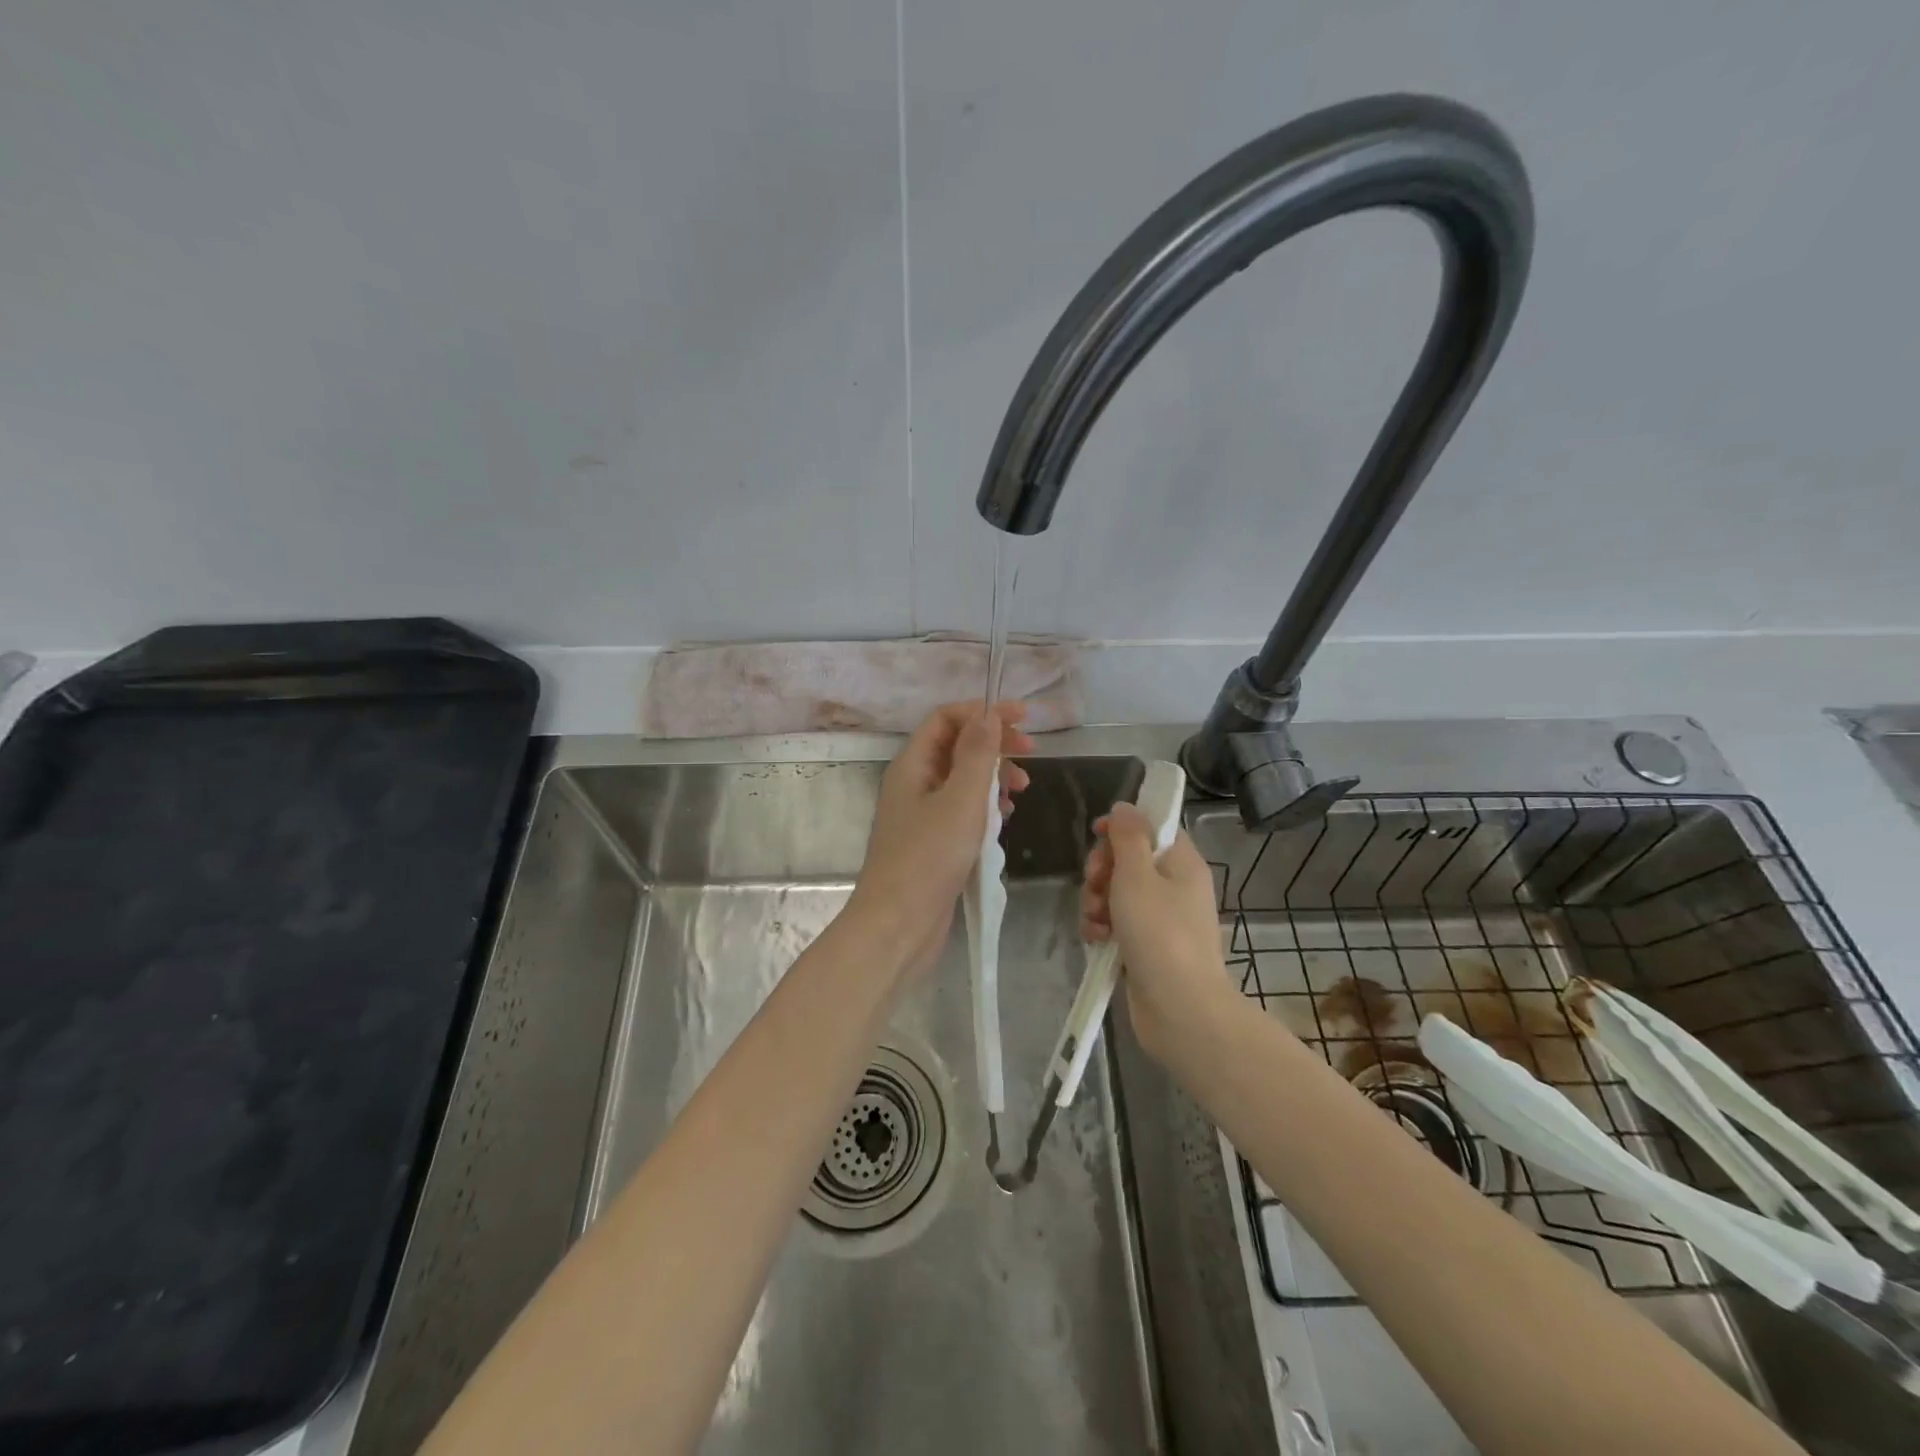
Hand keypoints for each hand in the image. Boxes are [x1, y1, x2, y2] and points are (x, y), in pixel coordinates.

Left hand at [850, 702, 1033, 974]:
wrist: (898, 926)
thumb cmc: (929, 858)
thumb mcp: (961, 800)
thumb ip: (977, 754)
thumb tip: (988, 714)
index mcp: (912, 765)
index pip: (946, 719)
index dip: (983, 712)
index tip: (1023, 719)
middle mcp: (914, 784)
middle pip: (956, 747)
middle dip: (994, 746)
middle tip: (1031, 755)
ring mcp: (922, 816)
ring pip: (962, 781)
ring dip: (993, 779)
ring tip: (1021, 792)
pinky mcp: (933, 844)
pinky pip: (963, 812)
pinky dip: (986, 809)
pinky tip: (1004, 822)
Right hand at [1079, 802, 1243, 1063]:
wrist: (1180, 1010)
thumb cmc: (1160, 934)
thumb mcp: (1137, 876)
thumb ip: (1128, 837)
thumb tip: (1125, 806)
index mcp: (1181, 862)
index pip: (1152, 827)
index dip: (1122, 827)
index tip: (1096, 835)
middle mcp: (1174, 886)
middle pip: (1128, 859)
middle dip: (1102, 870)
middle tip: (1095, 883)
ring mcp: (1160, 918)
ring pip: (1117, 893)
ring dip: (1096, 901)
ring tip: (1095, 920)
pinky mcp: (1146, 946)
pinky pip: (1117, 923)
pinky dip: (1102, 927)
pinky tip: (1095, 939)